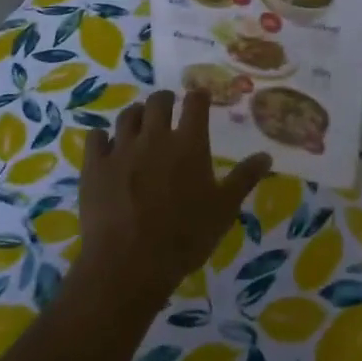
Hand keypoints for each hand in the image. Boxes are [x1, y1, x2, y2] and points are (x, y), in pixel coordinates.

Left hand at [75, 89, 271, 310]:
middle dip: (165, 100)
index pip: (195, 103)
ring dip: (137, 115)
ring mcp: (121, 149)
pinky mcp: (95, 166)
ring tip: (140, 124)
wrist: (129, 264)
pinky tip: (106, 145)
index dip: (198, 96)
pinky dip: (103, 137)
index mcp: (189, 143)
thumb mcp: (224, 210)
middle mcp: (155, 137)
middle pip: (158, 101)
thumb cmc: (185, 237)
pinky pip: (96, 137)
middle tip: (168, 108)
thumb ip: (244, 179)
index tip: (199, 97)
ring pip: (128, 115)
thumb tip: (266, 155)